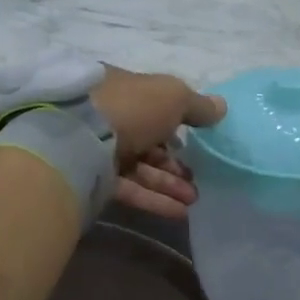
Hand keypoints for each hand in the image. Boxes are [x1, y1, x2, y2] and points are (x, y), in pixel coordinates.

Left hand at [91, 67, 225, 218]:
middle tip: (196, 176)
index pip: (149, 103)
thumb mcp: (172, 96)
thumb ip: (197, 104)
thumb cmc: (130, 107)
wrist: (78, 140)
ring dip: (168, 183)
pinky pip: (127, 188)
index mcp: (120, 87)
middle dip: (173, 160)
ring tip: (194, 198)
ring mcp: (96, 148)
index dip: (173, 121)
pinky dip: (153, 199)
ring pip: (138, 166)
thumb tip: (221, 107)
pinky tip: (179, 211)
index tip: (195, 139)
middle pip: (145, 138)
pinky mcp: (91, 178)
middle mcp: (106, 115)